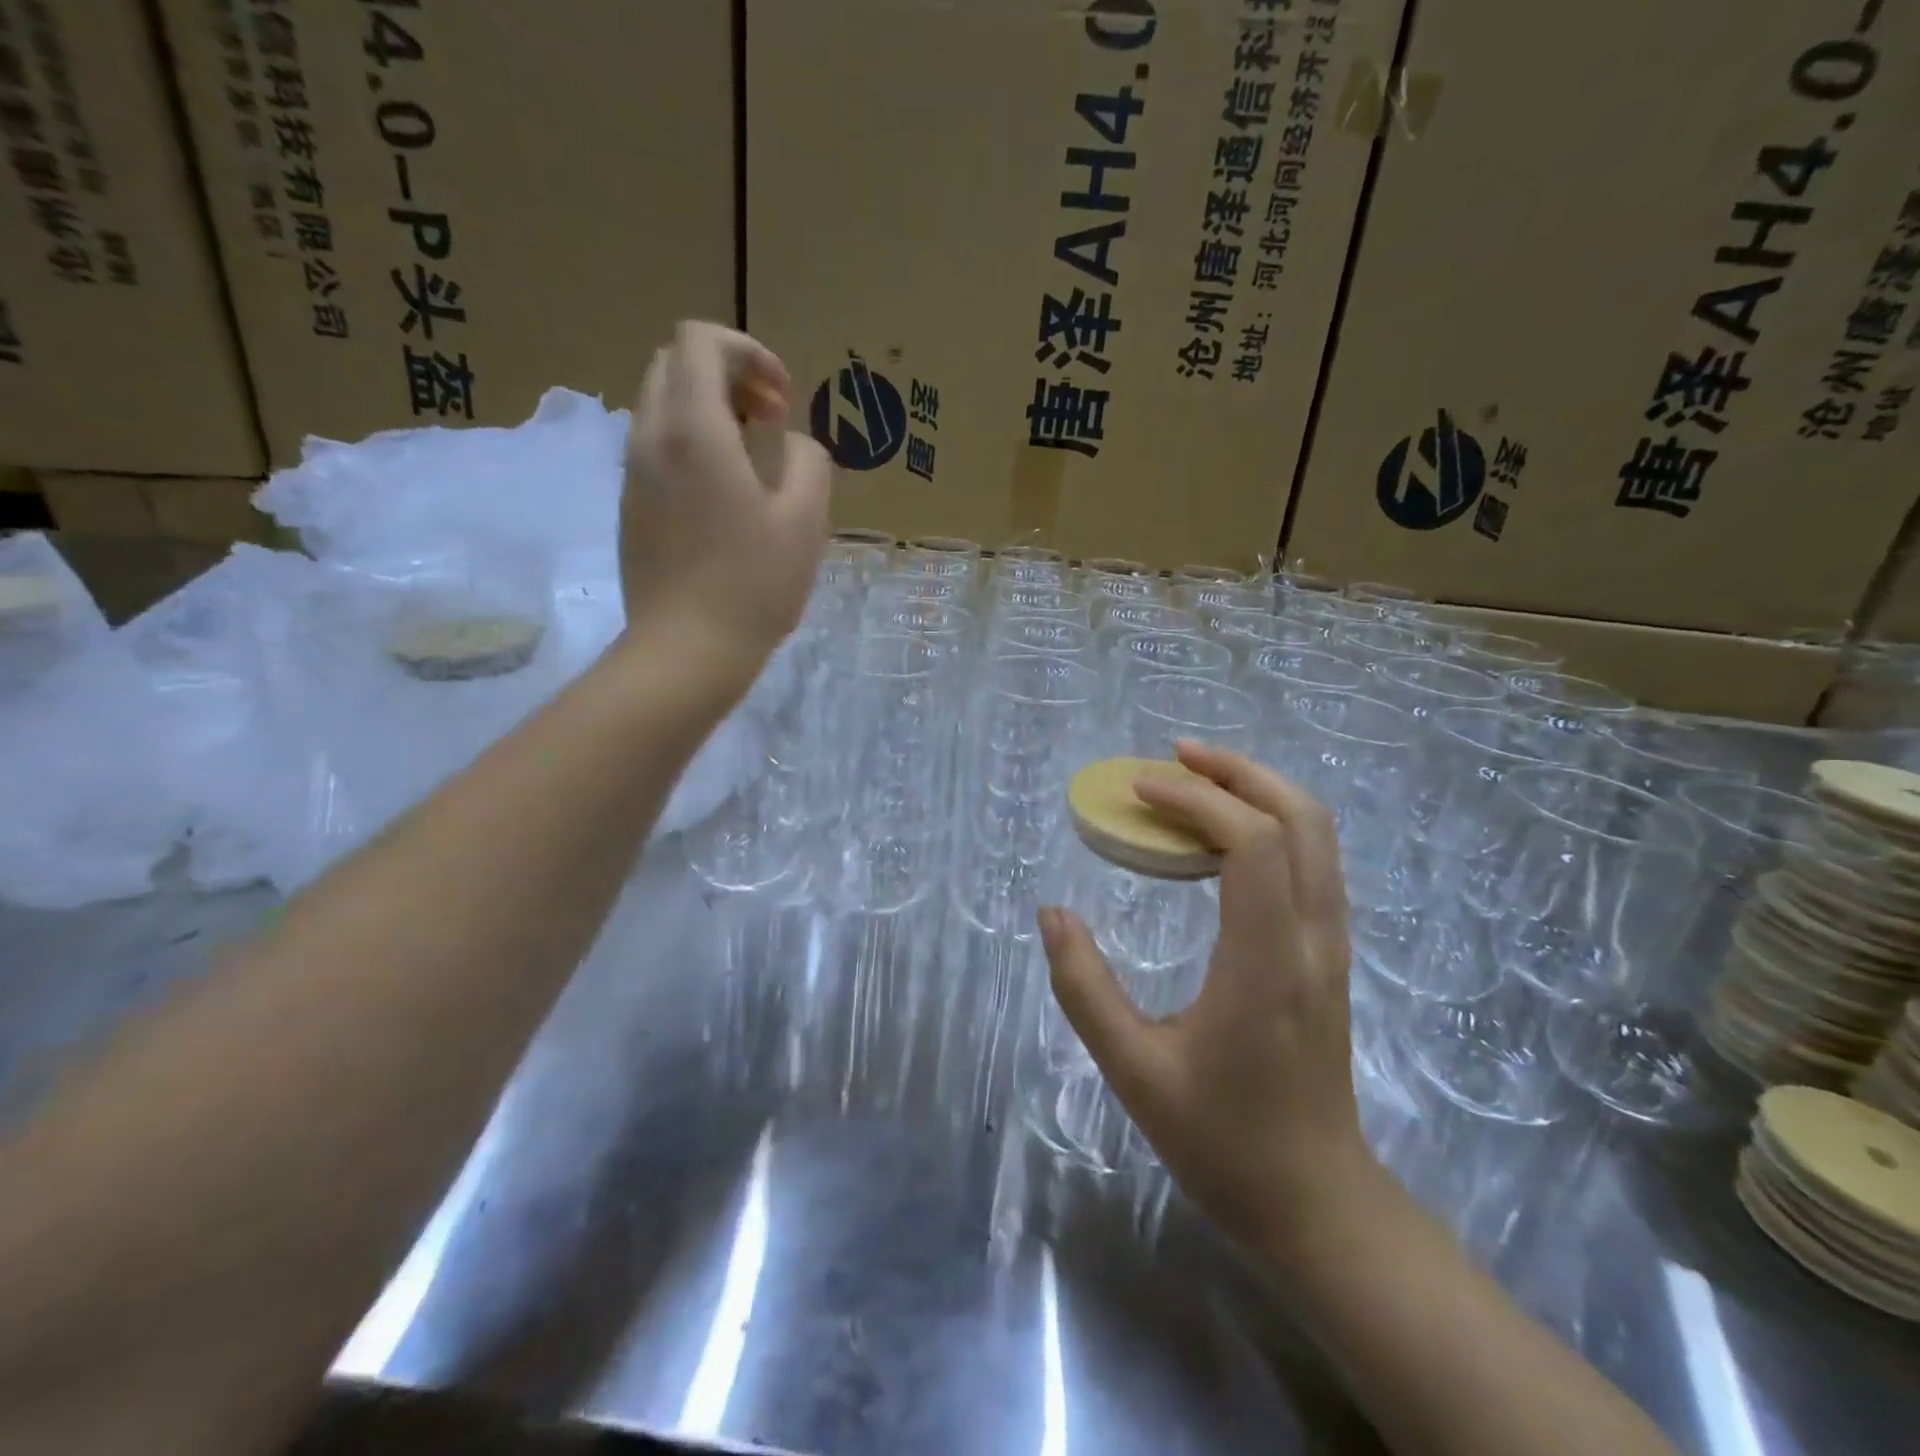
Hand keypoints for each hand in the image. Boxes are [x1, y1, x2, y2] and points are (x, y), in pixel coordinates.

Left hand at [620, 321, 831, 662]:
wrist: (687, 650)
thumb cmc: (753, 583)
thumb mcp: (805, 519)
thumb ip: (808, 460)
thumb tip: (790, 443)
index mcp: (694, 428)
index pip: (701, 340)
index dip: (749, 352)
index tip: (782, 399)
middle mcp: (651, 436)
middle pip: (675, 365)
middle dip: (727, 376)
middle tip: (770, 422)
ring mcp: (633, 473)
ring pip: (662, 406)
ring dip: (709, 412)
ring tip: (752, 462)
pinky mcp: (630, 506)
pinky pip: (656, 448)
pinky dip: (691, 445)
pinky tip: (724, 497)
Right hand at [1038, 740, 1377, 1249]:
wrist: (1315, 1203)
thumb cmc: (1221, 1141)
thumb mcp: (1133, 1071)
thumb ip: (1085, 988)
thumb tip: (1052, 914)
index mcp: (1267, 962)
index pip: (1251, 842)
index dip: (1195, 799)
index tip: (1137, 789)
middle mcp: (1313, 940)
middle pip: (1301, 817)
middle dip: (1237, 771)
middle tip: (1174, 756)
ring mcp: (1332, 946)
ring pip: (1317, 835)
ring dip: (1257, 791)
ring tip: (1193, 781)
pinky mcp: (1330, 956)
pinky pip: (1312, 862)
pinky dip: (1270, 824)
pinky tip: (1220, 838)